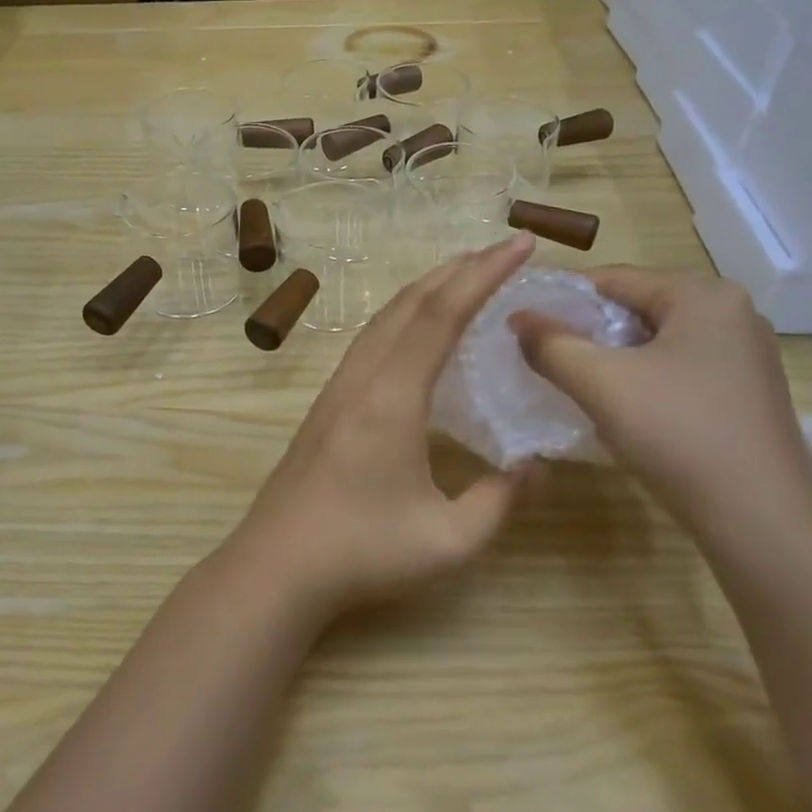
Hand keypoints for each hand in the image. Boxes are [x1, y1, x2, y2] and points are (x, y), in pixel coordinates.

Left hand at [224, 234, 540, 617]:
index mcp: (393, 396)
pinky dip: (402, 317)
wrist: (275, 567)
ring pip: (384, 318)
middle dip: (457, 269)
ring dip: (425, 289)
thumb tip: (535, 467)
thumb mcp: (448, 540)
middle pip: (409, 303)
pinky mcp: (325, 405)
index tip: (520, 245)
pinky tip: (414, 333)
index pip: (443, 314)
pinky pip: (370, 340)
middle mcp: (362, 378)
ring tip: (463, 278)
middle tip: (500, 252)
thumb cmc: (362, 553)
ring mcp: (337, 389)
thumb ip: (500, 501)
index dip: (484, 274)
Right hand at [509, 268, 811, 547]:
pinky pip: (679, 369)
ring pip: (656, 342)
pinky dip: (644, 380)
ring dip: (613, 359)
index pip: (614, 278)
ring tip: (578, 386)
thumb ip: (551, 344)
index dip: (561, 299)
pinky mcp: (746, 392)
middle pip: (637, 308)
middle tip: (546, 359)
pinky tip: (624, 411)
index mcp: (704, 295)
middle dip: (588, 332)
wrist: (760, 519)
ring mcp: (745, 355)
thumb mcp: (601, 383)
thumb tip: (517, 318)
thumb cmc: (678, 433)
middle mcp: (733, 313)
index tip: (524, 326)